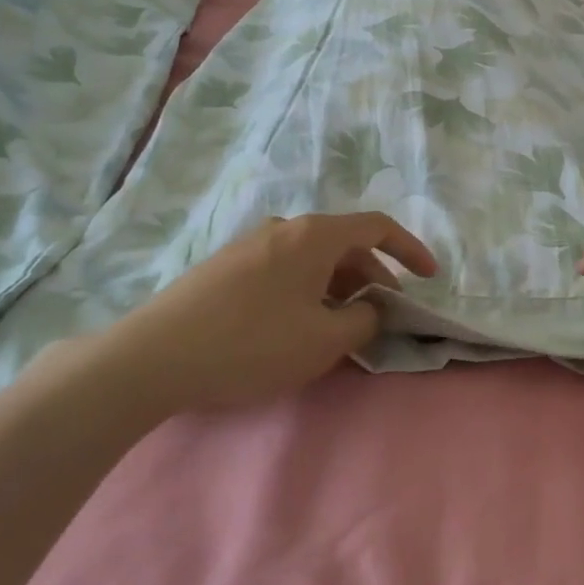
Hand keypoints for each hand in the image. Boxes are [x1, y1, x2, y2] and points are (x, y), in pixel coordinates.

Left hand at [31, 213, 436, 416]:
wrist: (154, 357)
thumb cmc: (252, 344)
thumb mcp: (324, 340)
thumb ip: (364, 321)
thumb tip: (371, 310)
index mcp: (313, 236)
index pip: (377, 227)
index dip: (410, 250)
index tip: (429, 278)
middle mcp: (284, 229)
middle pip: (345, 243)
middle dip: (374, 277)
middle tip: (384, 315)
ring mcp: (251, 245)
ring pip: (313, 259)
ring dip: (340, 287)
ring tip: (343, 326)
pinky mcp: (227, 267)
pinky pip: (286, 270)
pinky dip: (309, 290)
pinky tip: (299, 325)